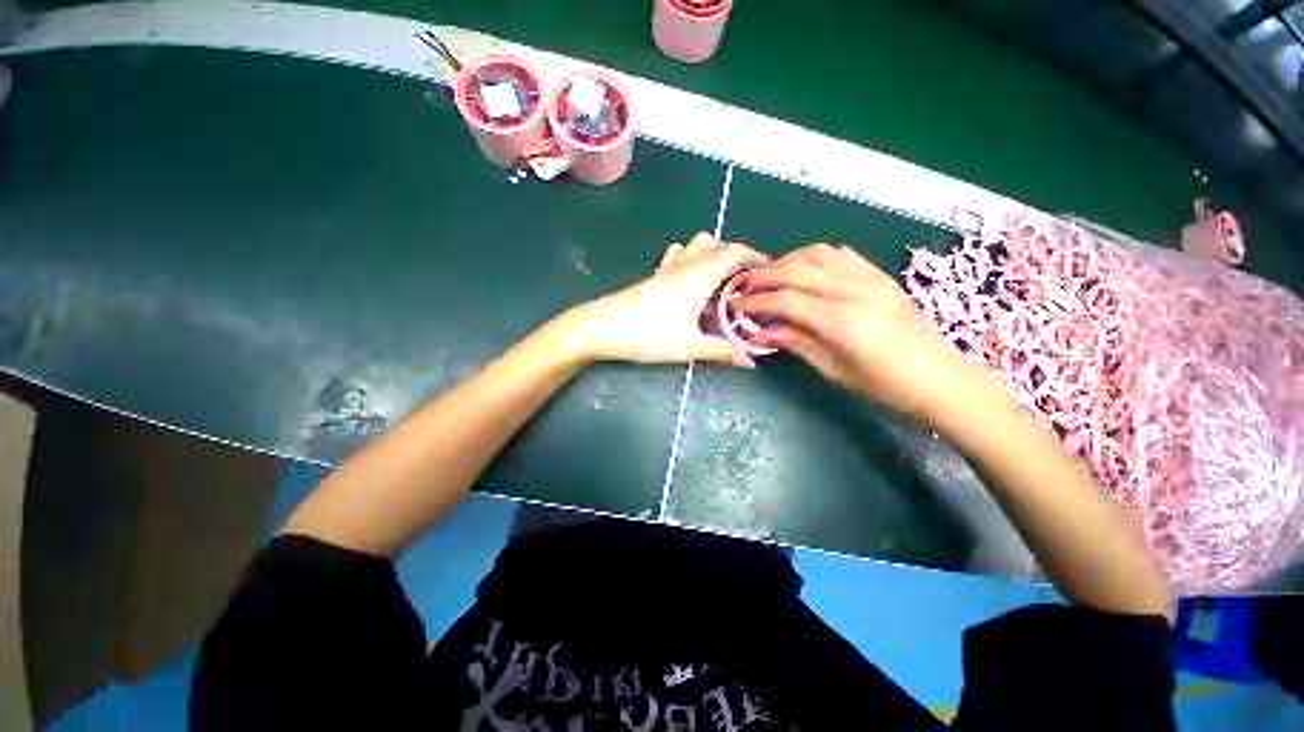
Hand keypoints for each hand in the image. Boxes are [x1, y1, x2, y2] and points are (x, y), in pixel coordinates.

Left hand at [565, 233, 768, 365]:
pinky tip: (690, 285)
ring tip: (720, 284)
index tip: (768, 272)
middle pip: (716, 244)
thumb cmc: (647, 333)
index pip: (734, 252)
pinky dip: (691, 261)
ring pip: (695, 247)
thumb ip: (721, 351)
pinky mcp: (653, 278)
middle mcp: (685, 265)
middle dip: (735, 257)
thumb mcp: (689, 346)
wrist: (600, 327)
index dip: (755, 257)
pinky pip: (677, 258)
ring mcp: (666, 269)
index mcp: (700, 275)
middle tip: (744, 284)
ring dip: (712, 257)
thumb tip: (750, 361)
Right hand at [738, 243, 997, 421]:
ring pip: (817, 253)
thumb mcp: (833, 370)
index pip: (786, 300)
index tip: (735, 305)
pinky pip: (841, 254)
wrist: (941, 379)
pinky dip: (814, 257)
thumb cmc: (884, 386)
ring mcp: (871, 278)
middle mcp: (854, 291)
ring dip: (788, 261)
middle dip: (764, 276)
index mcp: (841, 322)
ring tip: (771, 277)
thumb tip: (760, 332)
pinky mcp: (880, 275)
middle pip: (797, 270)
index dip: (756, 301)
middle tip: (744, 287)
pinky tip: (805, 271)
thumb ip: (795, 343)